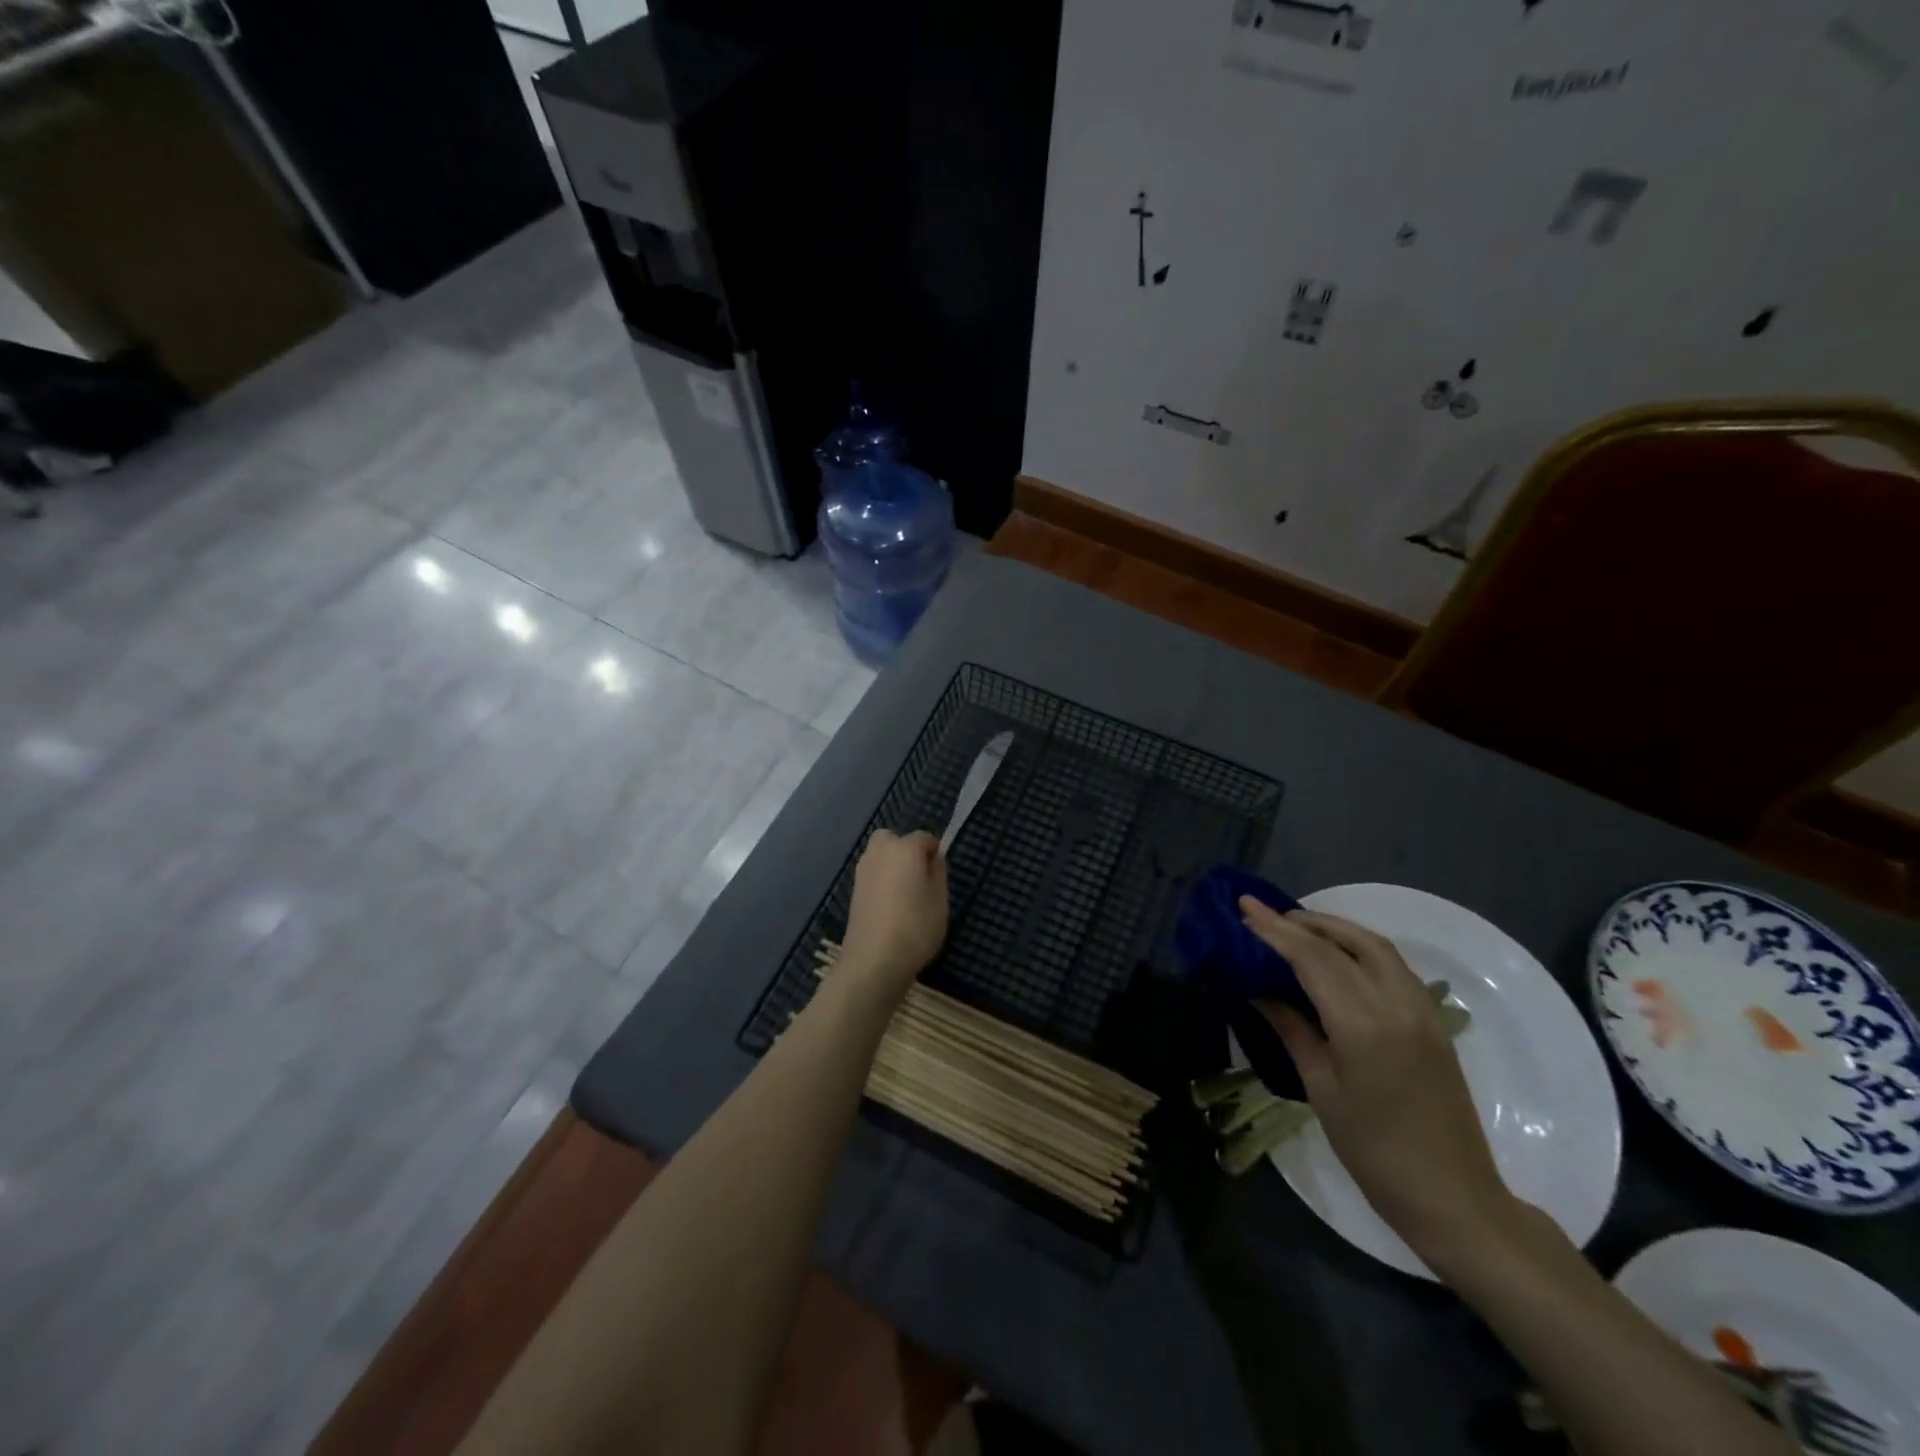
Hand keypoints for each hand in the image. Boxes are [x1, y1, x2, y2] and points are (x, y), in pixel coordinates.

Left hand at [838, 830, 948, 1003]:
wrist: (874, 959)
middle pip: (893, 839)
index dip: (934, 852)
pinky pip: (872, 874)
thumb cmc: (915, 926)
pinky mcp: (853, 891)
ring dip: (891, 865)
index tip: (940, 875)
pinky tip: (890, 906)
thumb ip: (938, 872)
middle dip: (906, 850)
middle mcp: (880, 852)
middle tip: (919, 877)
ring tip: (906, 894)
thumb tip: (933, 857)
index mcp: (905, 848)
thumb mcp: (940, 899)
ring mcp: (863, 871)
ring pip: (879, 856)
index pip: (924, 837)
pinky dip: (881, 881)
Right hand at [1240, 898, 1515, 1259]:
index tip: (1244, 907)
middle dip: (1302, 922)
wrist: (1455, 1198)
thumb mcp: (1322, 1090)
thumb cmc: (1375, 1153)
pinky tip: (1338, 956)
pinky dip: (1360, 947)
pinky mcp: (1435, 1022)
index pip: (1313, 958)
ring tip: (1297, 927)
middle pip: (1346, 943)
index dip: (1275, 930)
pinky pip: (1395, 966)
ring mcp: (1423, 1012)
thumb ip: (1292, 1030)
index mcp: (1364, 1026)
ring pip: (1377, 946)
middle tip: (1264, 914)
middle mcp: (1398, 1006)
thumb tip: (1259, 991)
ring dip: (1335, 928)